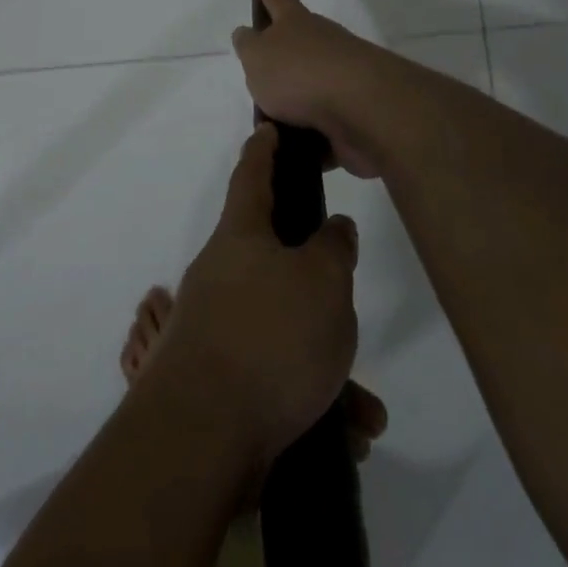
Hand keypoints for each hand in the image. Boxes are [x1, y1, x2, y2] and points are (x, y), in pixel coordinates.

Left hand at [158, 123, 359, 467]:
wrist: (202, 434)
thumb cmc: (269, 336)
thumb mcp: (322, 282)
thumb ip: (333, 249)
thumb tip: (332, 228)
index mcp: (240, 239)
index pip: (251, 177)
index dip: (262, 151)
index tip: (267, 130)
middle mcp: (223, 277)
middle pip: (277, 265)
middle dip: (319, 289)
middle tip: (348, 303)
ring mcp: (218, 329)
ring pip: (288, 334)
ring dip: (329, 369)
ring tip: (365, 411)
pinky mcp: (222, 380)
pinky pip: (280, 379)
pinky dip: (314, 402)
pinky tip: (345, 436)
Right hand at [231, 0, 387, 178]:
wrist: (363, 110)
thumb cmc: (300, 74)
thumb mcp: (257, 56)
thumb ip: (248, 45)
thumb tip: (247, 34)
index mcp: (296, 24)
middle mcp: (322, 46)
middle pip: (297, 48)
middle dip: (279, 60)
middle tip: (257, 75)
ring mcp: (341, 83)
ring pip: (309, 93)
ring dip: (291, 109)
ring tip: (266, 128)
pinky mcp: (352, 119)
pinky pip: (322, 131)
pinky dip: (307, 143)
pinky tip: (289, 156)